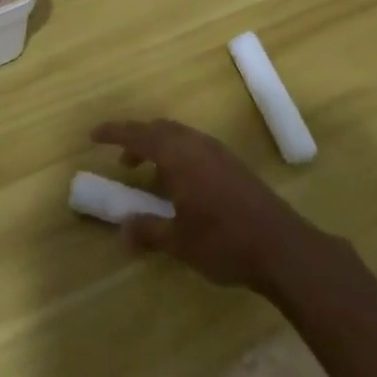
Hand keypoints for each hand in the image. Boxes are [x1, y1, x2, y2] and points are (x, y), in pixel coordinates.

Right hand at [89, 119, 320, 293]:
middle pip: (161, 129)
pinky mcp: (234, 165)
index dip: (114, 133)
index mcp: (179, 155)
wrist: (282, 247)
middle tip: (123, 162)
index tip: (94, 135)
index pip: (139, 134)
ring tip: (150, 177)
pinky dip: (179, 157)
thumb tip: (122, 229)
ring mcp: (219, 153)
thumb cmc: (224, 241)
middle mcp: (197, 145)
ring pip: (180, 137)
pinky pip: (196, 148)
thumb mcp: (178, 242)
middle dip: (138, 140)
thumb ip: (148, 230)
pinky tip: (181, 186)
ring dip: (160, 148)